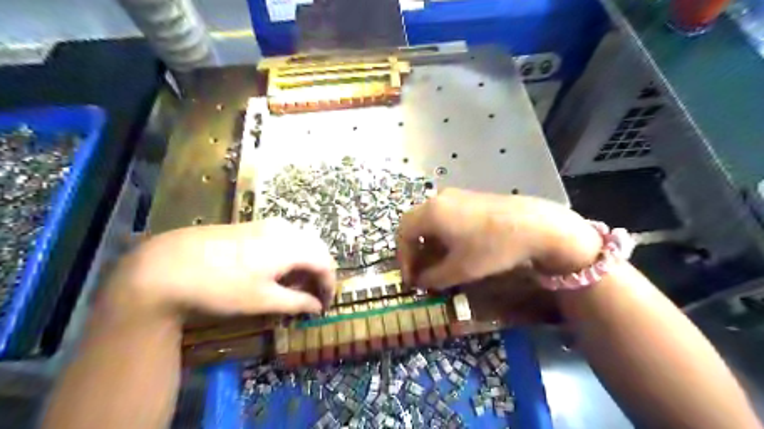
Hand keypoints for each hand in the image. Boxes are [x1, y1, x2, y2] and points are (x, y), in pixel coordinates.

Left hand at [104, 220, 336, 318]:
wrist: (166, 266)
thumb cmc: (221, 287)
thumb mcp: (262, 300)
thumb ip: (296, 302)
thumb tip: (317, 307)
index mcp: (292, 246)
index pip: (325, 263)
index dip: (330, 285)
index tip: (325, 304)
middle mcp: (284, 229)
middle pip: (316, 248)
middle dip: (319, 272)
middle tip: (311, 295)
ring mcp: (266, 224)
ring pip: (300, 241)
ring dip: (304, 262)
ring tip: (294, 284)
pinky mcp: (250, 225)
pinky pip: (283, 237)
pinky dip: (289, 254)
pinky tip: (274, 270)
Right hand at [395, 189, 602, 289]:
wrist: (535, 225)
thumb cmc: (491, 247)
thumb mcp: (460, 269)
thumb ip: (433, 277)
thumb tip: (420, 282)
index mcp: (430, 212)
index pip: (403, 233)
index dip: (403, 258)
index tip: (410, 279)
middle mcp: (438, 199)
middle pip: (414, 224)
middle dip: (414, 250)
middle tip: (420, 271)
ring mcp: (455, 196)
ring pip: (430, 220)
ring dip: (428, 243)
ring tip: (437, 264)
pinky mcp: (470, 198)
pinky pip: (445, 216)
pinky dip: (442, 234)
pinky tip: (454, 249)